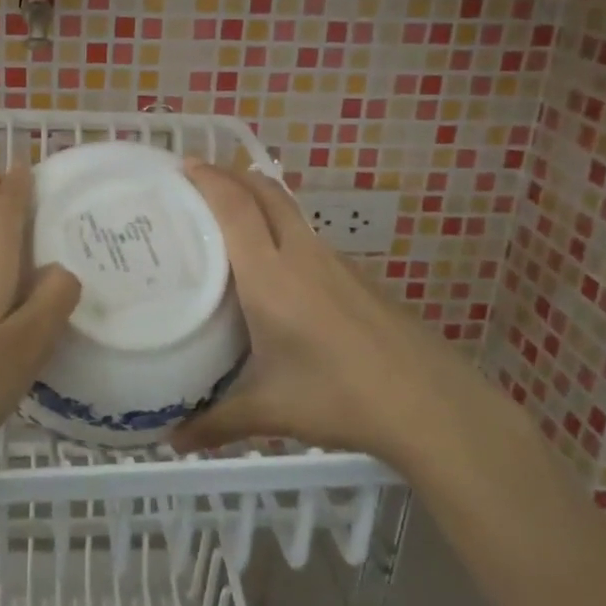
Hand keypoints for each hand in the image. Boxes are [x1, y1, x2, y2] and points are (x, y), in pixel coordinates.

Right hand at [170, 160, 485, 468]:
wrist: (432, 405)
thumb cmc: (340, 397)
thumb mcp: (270, 411)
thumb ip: (216, 422)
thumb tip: (172, 441)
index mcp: (271, 275)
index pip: (236, 207)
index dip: (208, 179)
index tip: (182, 165)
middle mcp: (302, 255)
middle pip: (266, 192)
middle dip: (232, 176)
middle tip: (198, 181)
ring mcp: (337, 264)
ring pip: (291, 213)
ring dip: (260, 202)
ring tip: (230, 220)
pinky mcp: (359, 278)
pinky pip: (310, 239)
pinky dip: (283, 232)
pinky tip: (278, 272)